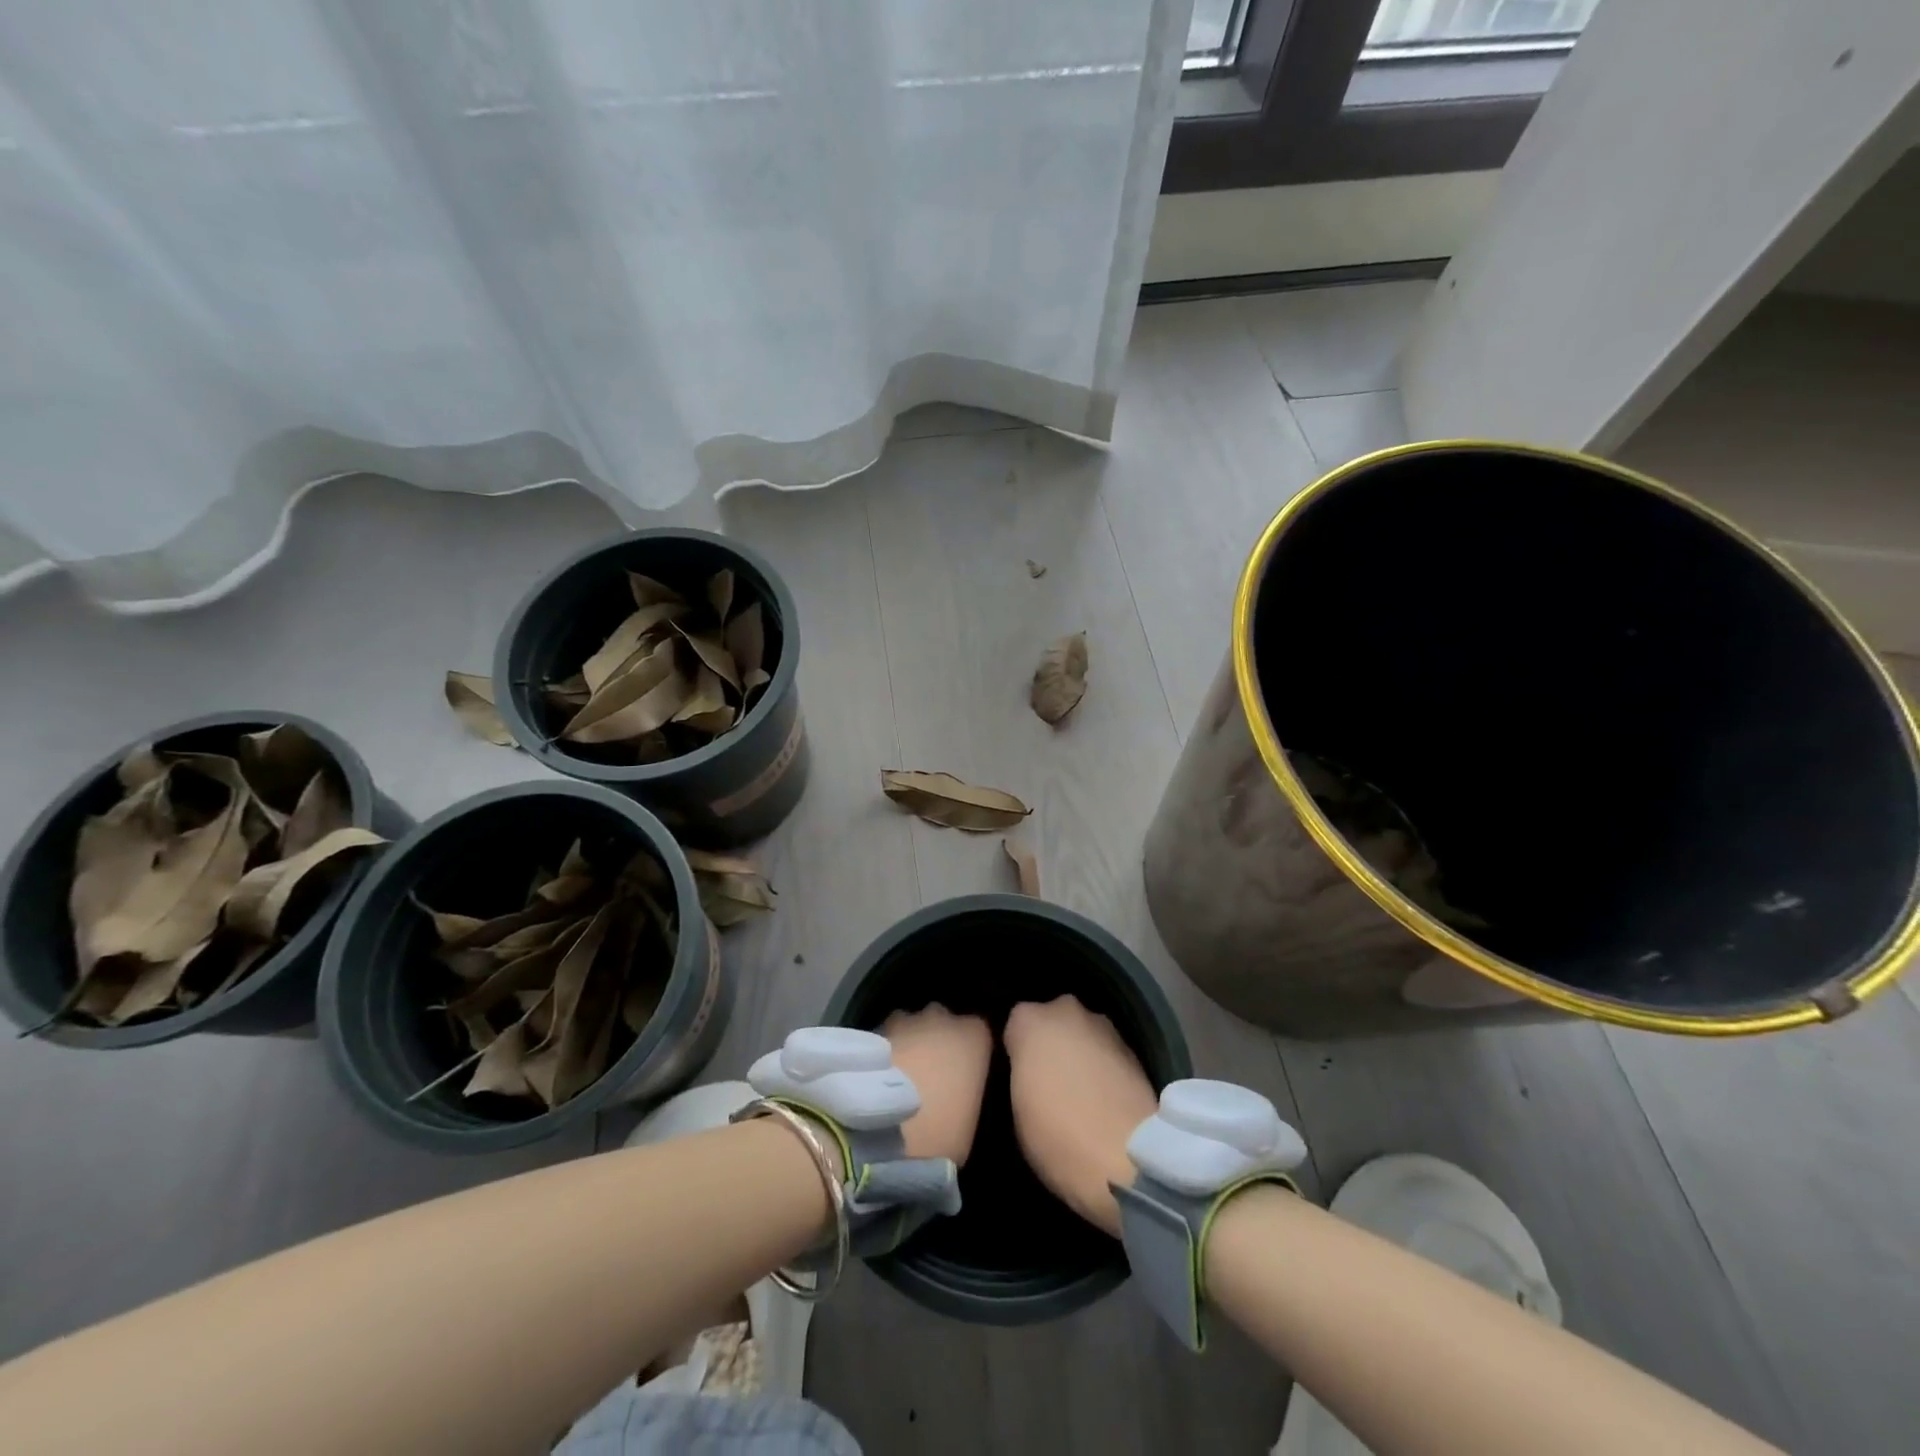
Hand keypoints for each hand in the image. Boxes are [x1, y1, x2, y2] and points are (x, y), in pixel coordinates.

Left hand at [881, 1005, 991, 1164]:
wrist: (881, 1133)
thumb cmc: (939, 1131)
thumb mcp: (970, 1118)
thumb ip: (968, 1089)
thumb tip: (958, 1089)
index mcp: (974, 1035)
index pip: (979, 1032)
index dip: (970, 1053)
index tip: (964, 1075)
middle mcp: (942, 1017)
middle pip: (944, 1021)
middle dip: (938, 1039)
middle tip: (932, 1073)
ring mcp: (905, 1020)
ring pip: (912, 1024)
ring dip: (910, 1041)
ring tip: (902, 1075)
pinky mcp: (873, 1029)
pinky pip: (886, 1037)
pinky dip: (886, 1052)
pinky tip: (879, 1078)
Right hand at [1005, 996, 1158, 1237]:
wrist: (1130, 1156)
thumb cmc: (1058, 1135)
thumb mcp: (1016, 1111)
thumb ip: (1020, 1075)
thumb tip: (1029, 1073)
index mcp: (1029, 1020)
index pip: (1013, 1027)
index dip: (1015, 1054)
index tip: (1018, 1080)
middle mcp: (1065, 1009)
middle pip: (1050, 1022)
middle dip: (1049, 1045)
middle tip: (1047, 1083)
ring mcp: (1102, 1024)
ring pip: (1080, 1033)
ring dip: (1078, 1053)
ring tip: (1079, 1092)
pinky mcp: (1133, 1046)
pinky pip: (1105, 1051)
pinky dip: (1102, 1066)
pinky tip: (1103, 1097)